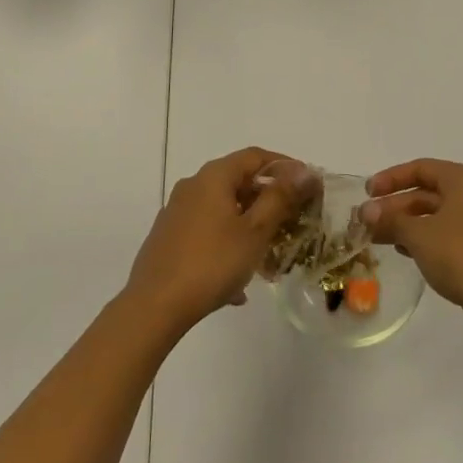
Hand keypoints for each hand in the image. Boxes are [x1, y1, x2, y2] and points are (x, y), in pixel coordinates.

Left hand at [123, 148, 315, 336]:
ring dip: (248, 226)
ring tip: (268, 255)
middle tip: (293, 221)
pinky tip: (238, 286)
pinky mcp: (168, 238)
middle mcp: (192, 186)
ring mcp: (177, 212)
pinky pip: (207, 233)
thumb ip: (280, 197)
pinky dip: (227, 246)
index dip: (284, 165)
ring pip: (222, 210)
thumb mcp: (255, 230)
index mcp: (213, 176)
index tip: (308, 184)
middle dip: (267, 199)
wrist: (154, 306)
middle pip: (237, 181)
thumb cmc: (212, 263)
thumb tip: (304, 170)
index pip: (255, 156)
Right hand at [361, 159, 462, 330]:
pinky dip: (425, 238)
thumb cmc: (460, 256)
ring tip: (379, 237)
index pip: (421, 168)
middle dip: (396, 206)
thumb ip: (390, 219)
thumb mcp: (419, 235)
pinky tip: (405, 251)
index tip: (367, 193)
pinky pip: (448, 233)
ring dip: (407, 224)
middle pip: (428, 192)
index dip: (390, 178)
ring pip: (436, 215)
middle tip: (367, 220)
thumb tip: (365, 212)